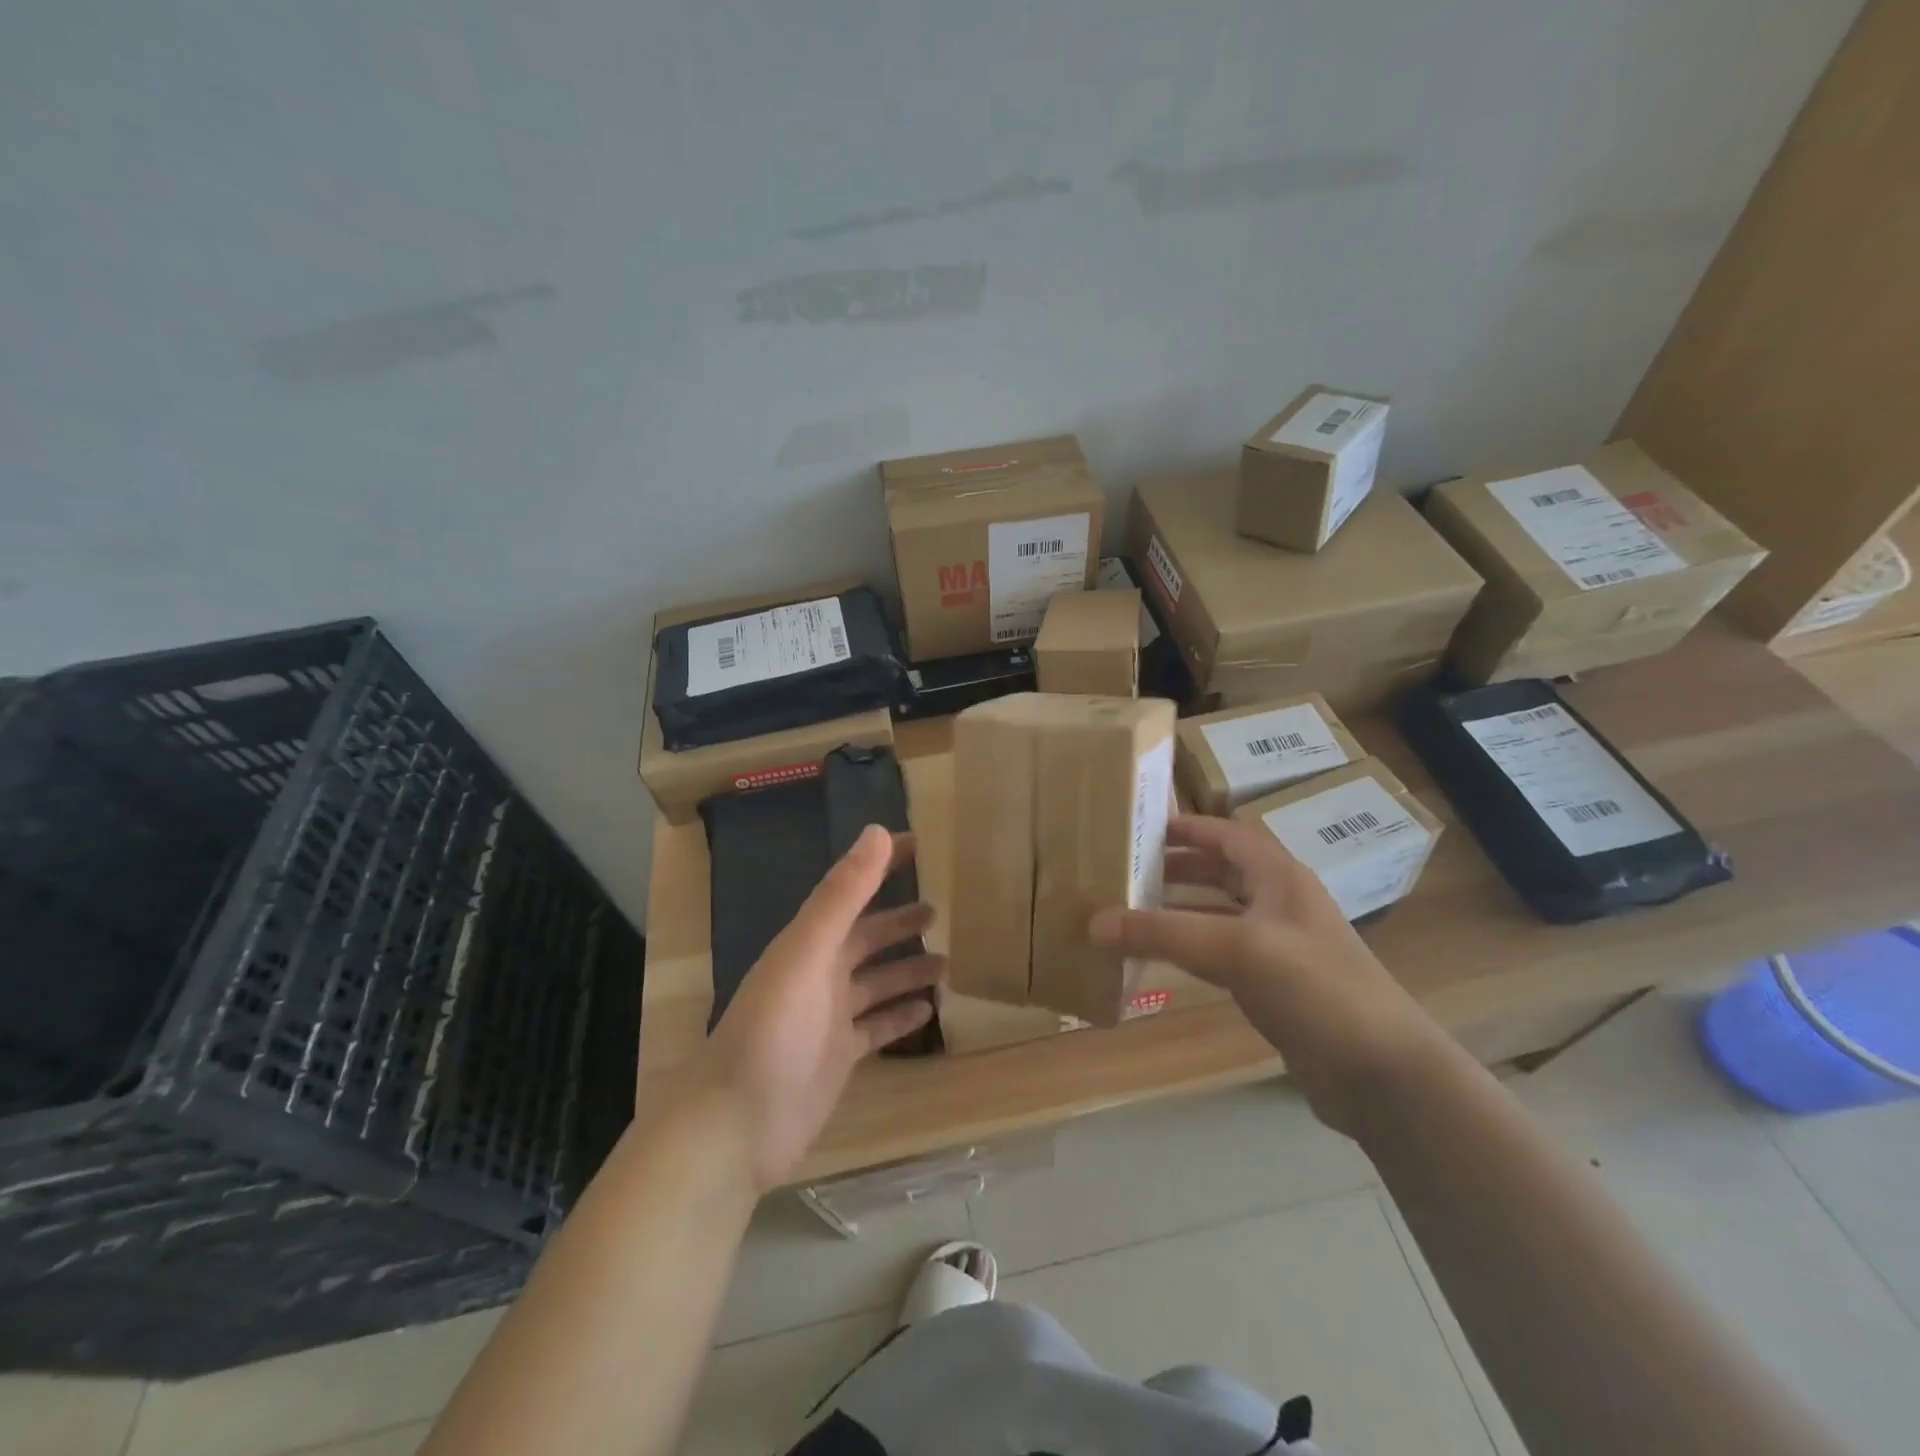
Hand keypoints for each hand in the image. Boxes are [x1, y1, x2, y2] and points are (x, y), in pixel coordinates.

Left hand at [691, 825, 943, 1191]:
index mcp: (809, 942)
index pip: (852, 890)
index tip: (920, 845)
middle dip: (900, 921)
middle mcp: (820, 972)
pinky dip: (900, 1016)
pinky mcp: (839, 1057)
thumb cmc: (773, 1029)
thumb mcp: (808, 952)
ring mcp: (830, 1017)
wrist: (736, 1124)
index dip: (881, 866)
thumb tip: (877, 832)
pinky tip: (929, 1010)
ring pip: (877, 983)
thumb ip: (842, 894)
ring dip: (907, 969)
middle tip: (941, 908)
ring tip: (948, 961)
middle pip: (867, 938)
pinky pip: (877, 1027)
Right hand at [1090, 814, 1442, 1135]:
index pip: (1227, 835)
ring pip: (1219, 914)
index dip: (1187, 828)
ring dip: (1179, 909)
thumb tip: (1093, 922)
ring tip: (1131, 910)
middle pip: (1221, 872)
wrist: (1381, 1073)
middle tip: (1126, 871)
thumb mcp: (1236, 949)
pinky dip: (1190, 950)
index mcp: (1279, 877)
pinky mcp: (1276, 988)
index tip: (1140, 828)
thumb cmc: (1315, 988)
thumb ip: (1163, 933)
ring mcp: (1280, 947)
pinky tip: (1161, 959)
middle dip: (1176, 868)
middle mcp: (1280, 904)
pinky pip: (1222, 955)